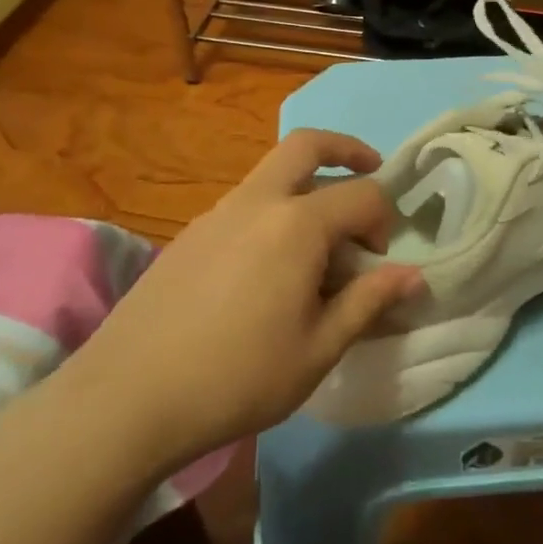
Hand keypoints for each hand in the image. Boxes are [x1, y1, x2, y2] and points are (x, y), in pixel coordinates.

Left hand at [62, 130, 426, 470]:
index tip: (381, 262)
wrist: (127, 398)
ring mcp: (216, 213)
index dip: (384, 221)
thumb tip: (414, 276)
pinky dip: (272, 213)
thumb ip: (368, 302)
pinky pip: (244, 204)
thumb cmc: (237, 377)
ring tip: (318, 246)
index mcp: (297, 224)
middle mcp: (256, 202)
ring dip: (306, 187)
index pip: (362, 195)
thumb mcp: (318, 349)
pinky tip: (267, 270)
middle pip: (306, 145)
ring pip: (271, 174)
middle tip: (369, 170)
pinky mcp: (189, 234)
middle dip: (346, 150)